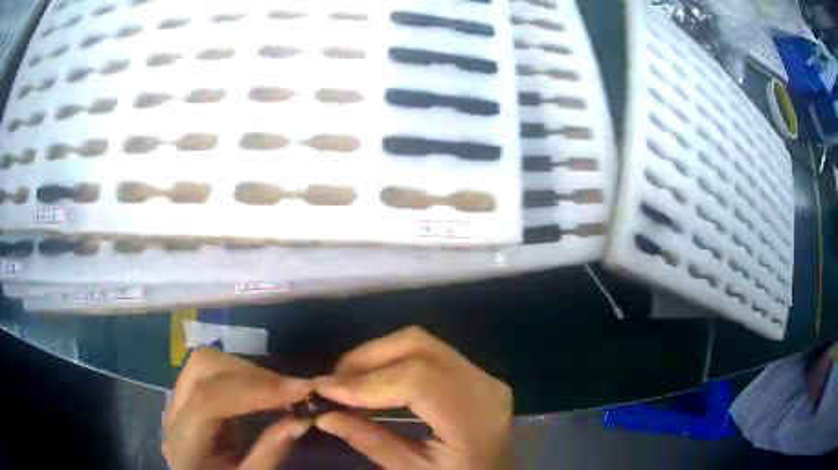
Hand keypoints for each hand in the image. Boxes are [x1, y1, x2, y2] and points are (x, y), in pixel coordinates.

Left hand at [163, 349, 311, 469]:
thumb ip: (269, 454)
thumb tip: (301, 420)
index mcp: (182, 442)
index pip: (209, 400)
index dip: (254, 390)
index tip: (300, 391)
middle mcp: (172, 413)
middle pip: (203, 368)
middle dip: (252, 374)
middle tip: (293, 391)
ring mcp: (177, 401)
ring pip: (207, 362)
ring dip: (248, 371)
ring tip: (282, 390)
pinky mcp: (189, 397)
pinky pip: (212, 372)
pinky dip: (242, 375)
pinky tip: (264, 390)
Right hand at [313, 327, 513, 468]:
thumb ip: (370, 442)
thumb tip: (323, 415)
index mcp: (474, 417)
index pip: (417, 379)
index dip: (366, 381)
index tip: (324, 390)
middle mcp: (484, 385)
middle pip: (418, 346)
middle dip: (367, 358)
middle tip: (333, 382)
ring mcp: (483, 376)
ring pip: (422, 343)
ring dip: (378, 356)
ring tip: (348, 381)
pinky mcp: (476, 375)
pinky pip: (430, 354)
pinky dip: (395, 360)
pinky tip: (375, 380)